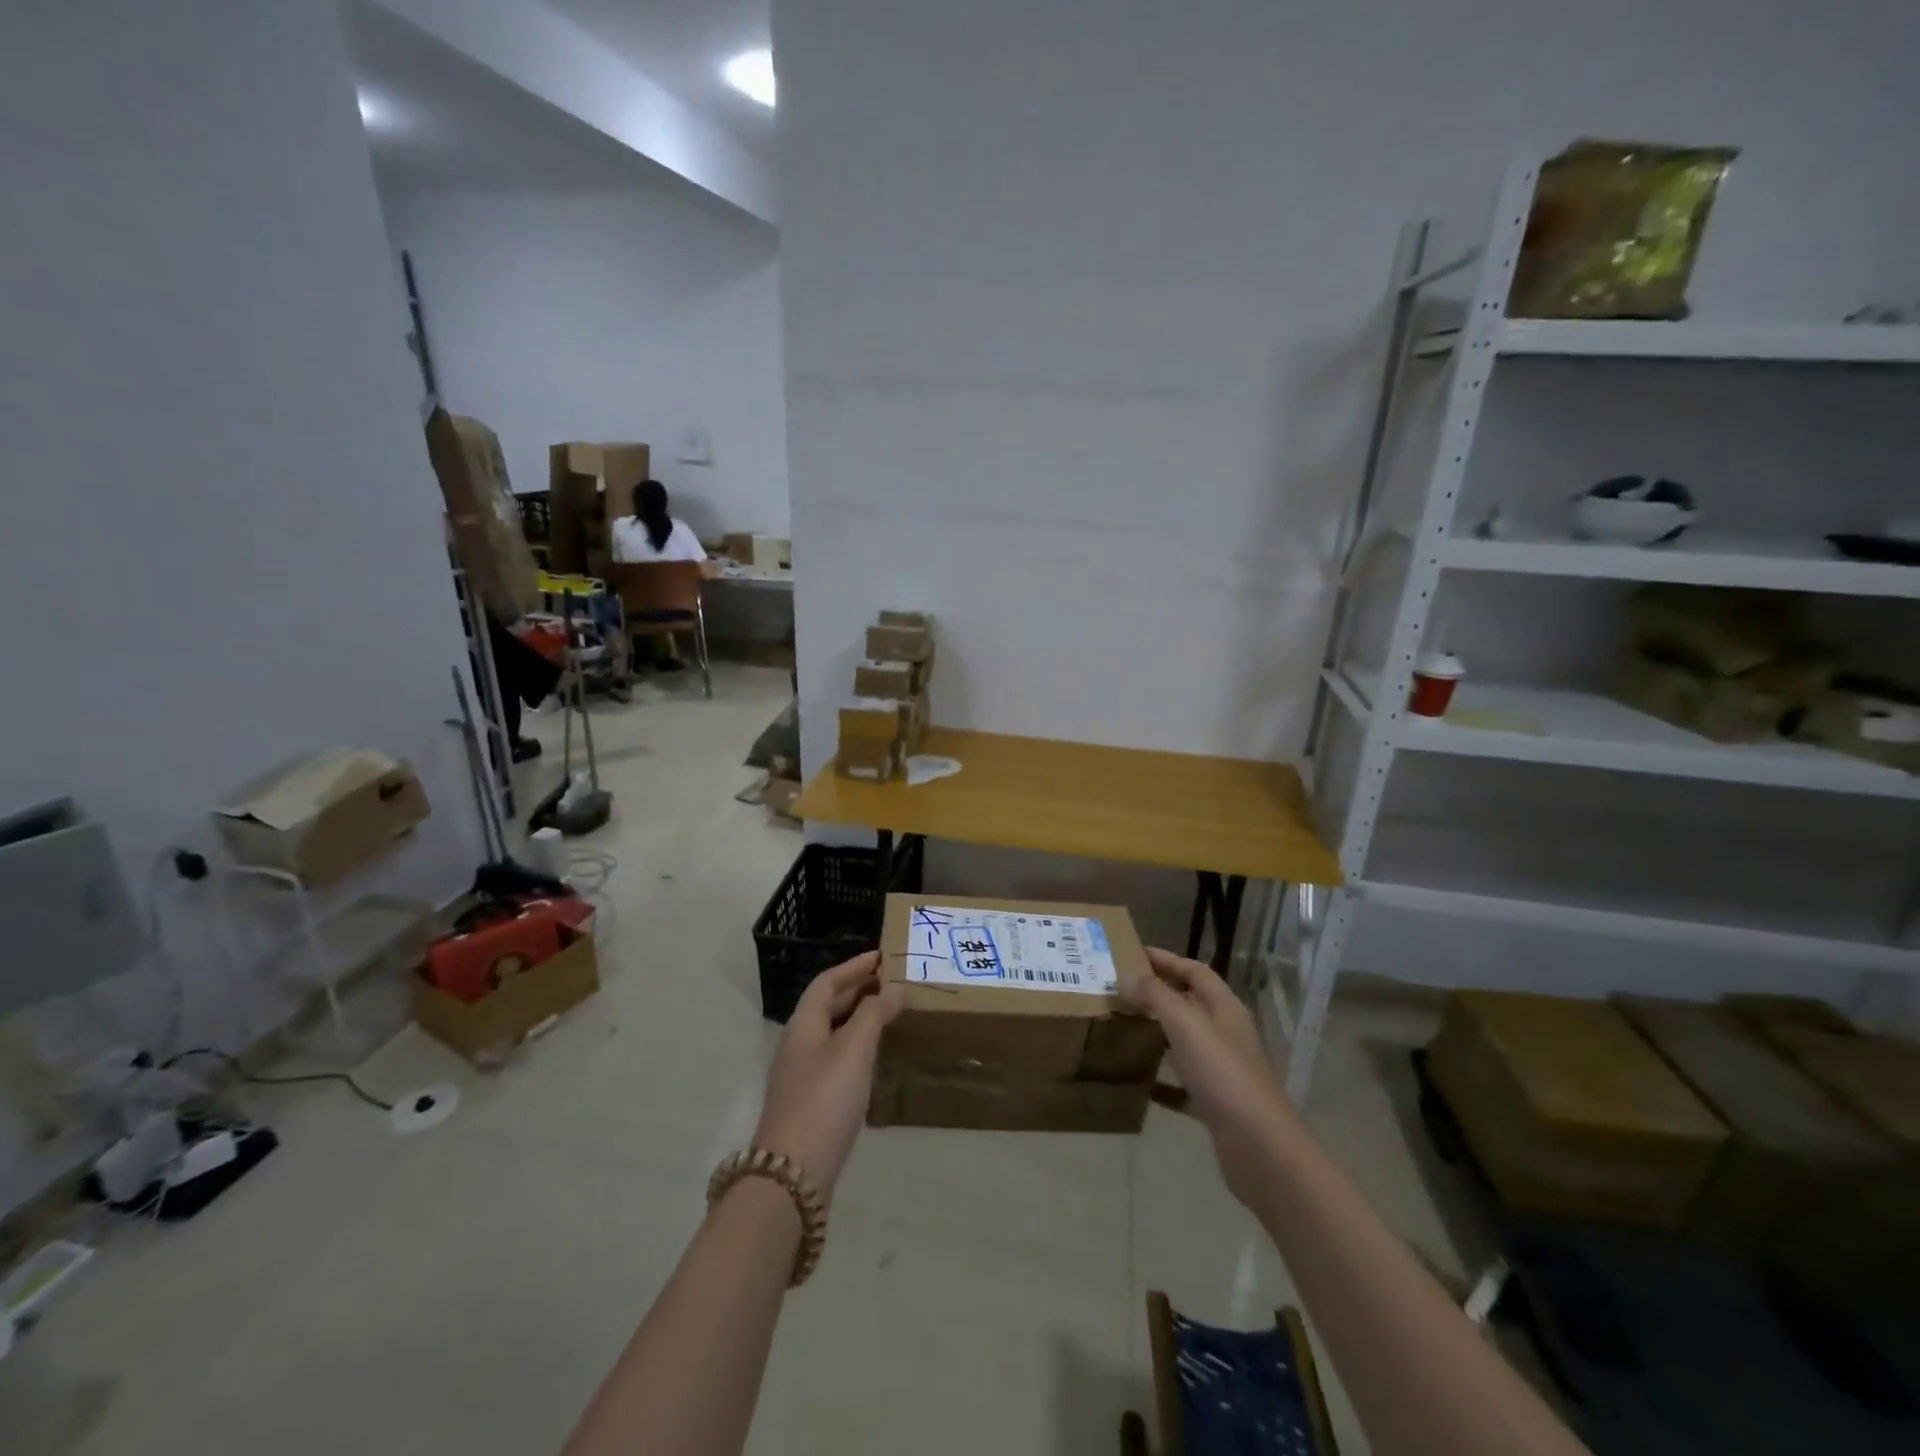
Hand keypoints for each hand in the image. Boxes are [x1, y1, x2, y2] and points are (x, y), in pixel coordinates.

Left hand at [753, 952, 901, 1195]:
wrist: (792, 1175)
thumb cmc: (824, 1100)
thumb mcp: (854, 1050)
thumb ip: (874, 1014)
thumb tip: (894, 988)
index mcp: (803, 1025)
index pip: (827, 982)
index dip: (853, 966)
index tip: (882, 956)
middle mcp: (799, 1045)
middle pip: (827, 1006)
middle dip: (858, 990)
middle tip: (892, 982)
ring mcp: (802, 1076)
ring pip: (832, 1033)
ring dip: (858, 1018)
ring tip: (890, 1013)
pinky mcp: (811, 1103)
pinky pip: (836, 1058)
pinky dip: (857, 1046)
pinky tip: (876, 1058)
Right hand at [1125, 948, 1294, 1209]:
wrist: (1260, 1149)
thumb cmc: (1223, 1075)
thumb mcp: (1186, 1025)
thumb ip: (1156, 995)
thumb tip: (1127, 975)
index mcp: (1224, 1008)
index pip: (1194, 971)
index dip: (1165, 959)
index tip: (1130, 954)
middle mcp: (1226, 1033)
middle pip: (1190, 1003)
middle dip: (1157, 993)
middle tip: (1120, 989)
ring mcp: (1222, 1070)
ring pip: (1185, 1041)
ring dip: (1157, 1032)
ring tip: (1123, 1027)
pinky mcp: (1215, 1104)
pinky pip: (1182, 1084)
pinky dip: (1161, 1079)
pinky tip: (1138, 1082)